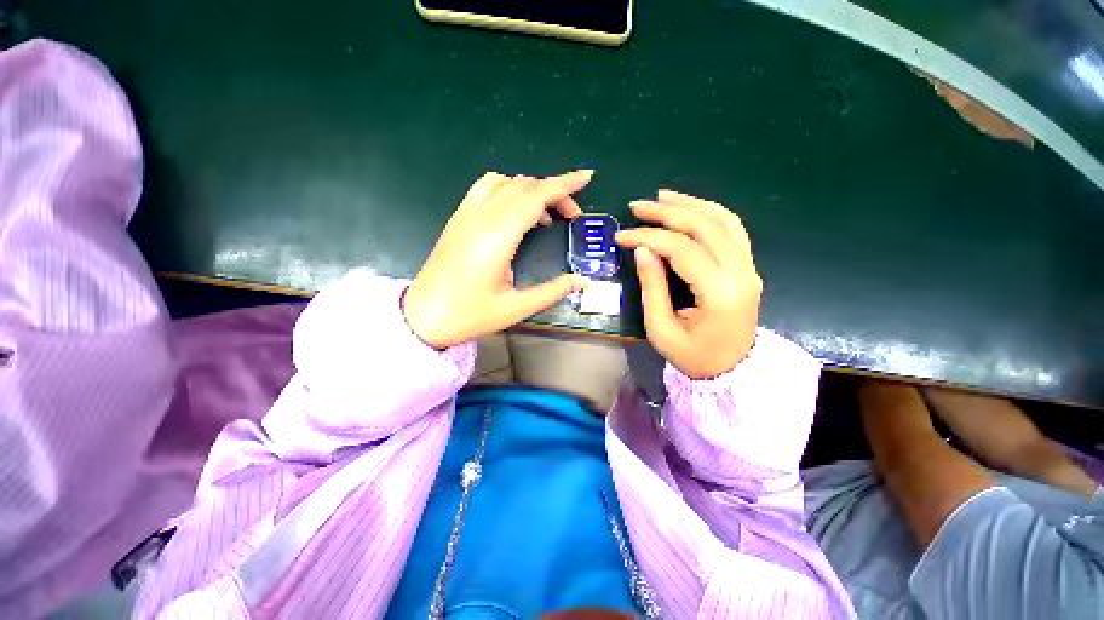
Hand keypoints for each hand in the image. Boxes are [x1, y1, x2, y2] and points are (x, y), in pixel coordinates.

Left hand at [403, 170, 592, 348]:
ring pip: (505, 182)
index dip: (564, 185)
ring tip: (546, 215)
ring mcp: (466, 214)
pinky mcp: (458, 219)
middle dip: (555, 192)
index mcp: (498, 236)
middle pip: (524, 186)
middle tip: (572, 216)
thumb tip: (581, 281)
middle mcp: (482, 217)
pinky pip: (486, 188)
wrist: (423, 316)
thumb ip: (552, 291)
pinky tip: (516, 211)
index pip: (536, 196)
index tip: (586, 177)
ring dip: (531, 190)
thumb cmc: (469, 314)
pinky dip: (509, 189)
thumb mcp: (516, 308)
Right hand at [616, 190, 761, 378]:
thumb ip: (652, 286)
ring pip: (723, 220)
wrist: (731, 370)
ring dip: (690, 204)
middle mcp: (741, 273)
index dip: (648, 237)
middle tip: (637, 206)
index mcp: (719, 293)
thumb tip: (642, 250)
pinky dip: (709, 212)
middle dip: (668, 212)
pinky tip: (688, 207)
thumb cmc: (692, 356)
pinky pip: (731, 229)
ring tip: (662, 196)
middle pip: (705, 226)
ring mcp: (749, 267)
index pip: (682, 250)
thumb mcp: (661, 328)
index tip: (622, 236)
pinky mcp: (747, 266)